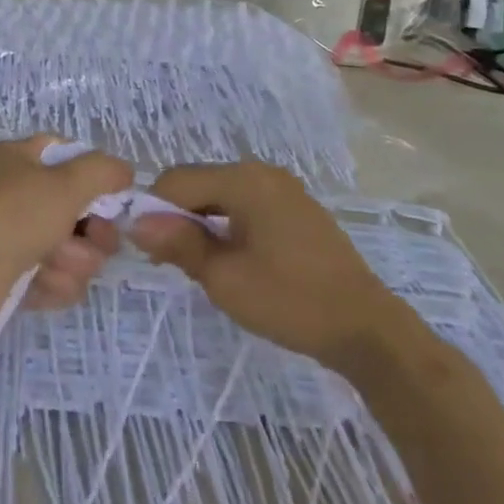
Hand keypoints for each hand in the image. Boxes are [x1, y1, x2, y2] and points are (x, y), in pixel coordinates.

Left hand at [0, 136, 130, 309]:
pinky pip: (54, 277)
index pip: (68, 155)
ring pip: (71, 247)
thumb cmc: (11, 215)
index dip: (95, 176)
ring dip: (73, 260)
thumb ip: (103, 171)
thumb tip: (123, 172)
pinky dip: (54, 283)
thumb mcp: (64, 183)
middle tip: (97, 240)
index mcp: (19, 158)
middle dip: (93, 231)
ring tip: (54, 264)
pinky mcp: (12, 275)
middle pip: (77, 208)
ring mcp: (13, 235)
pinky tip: (42, 285)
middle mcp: (15, 192)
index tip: (115, 198)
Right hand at [129, 162, 414, 371]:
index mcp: (243, 179)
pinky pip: (246, 205)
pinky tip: (233, 260)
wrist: (368, 331)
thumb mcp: (223, 277)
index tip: (149, 251)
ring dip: (202, 223)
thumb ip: (177, 243)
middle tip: (173, 263)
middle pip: (199, 184)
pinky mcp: (297, 209)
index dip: (154, 211)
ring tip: (201, 266)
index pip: (177, 180)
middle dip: (178, 217)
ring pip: (221, 196)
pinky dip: (228, 226)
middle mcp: (262, 172)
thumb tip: (135, 221)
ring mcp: (283, 189)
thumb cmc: (290, 302)